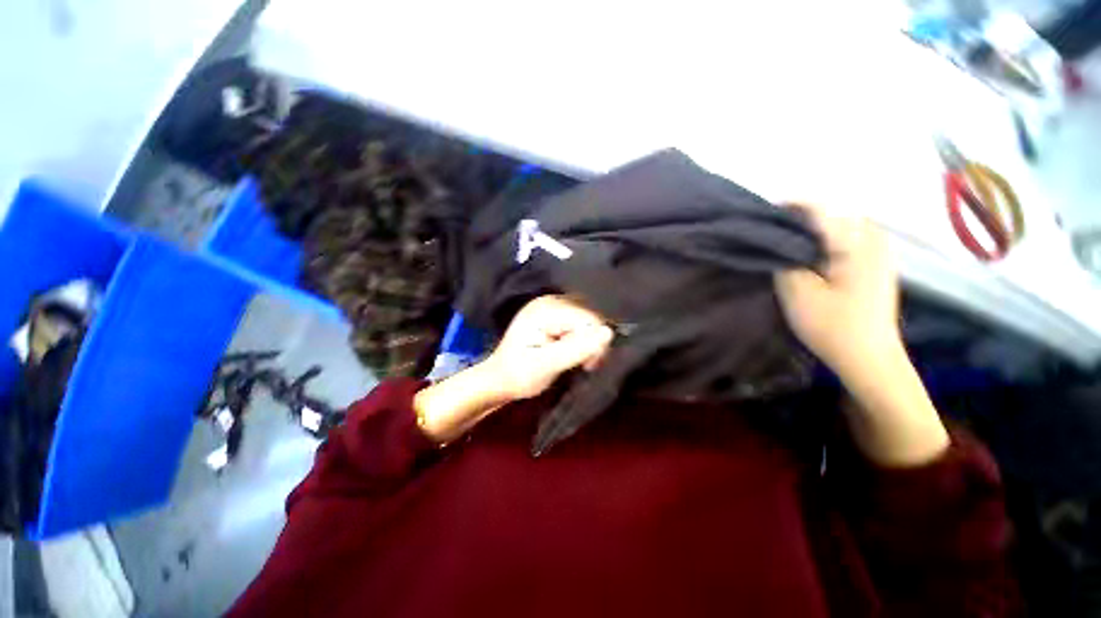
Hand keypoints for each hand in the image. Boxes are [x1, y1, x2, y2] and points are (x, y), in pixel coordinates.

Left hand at [481, 295, 613, 400]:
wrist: (500, 379)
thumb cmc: (519, 375)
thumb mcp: (546, 366)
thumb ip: (576, 349)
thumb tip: (608, 332)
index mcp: (545, 309)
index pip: (588, 318)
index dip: (594, 341)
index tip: (588, 365)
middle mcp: (550, 301)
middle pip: (589, 315)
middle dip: (592, 341)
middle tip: (584, 364)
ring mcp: (551, 306)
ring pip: (587, 318)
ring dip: (588, 341)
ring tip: (579, 360)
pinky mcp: (554, 314)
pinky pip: (579, 321)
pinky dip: (582, 338)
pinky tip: (574, 351)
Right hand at [775, 204, 947, 465]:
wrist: (869, 358)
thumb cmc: (833, 326)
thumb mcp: (797, 291)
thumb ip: (784, 259)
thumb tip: (775, 238)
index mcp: (856, 242)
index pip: (817, 209)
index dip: (785, 209)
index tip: (759, 219)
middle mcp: (873, 238)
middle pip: (828, 213)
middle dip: (797, 221)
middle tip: (771, 238)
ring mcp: (878, 250)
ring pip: (836, 226)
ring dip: (810, 232)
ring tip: (786, 248)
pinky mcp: (875, 263)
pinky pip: (845, 239)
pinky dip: (823, 242)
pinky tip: (808, 259)